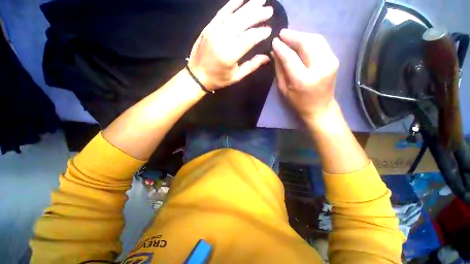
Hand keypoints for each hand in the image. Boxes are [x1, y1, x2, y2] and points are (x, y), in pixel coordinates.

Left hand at [187, 0, 272, 90]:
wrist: (196, 75)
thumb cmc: (218, 79)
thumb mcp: (236, 76)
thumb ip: (252, 65)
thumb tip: (267, 57)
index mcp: (230, 54)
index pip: (250, 38)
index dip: (261, 33)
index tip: (269, 30)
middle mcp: (222, 38)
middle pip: (244, 21)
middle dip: (258, 14)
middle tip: (270, 11)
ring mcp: (214, 30)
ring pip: (235, 14)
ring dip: (249, 5)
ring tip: (261, 0)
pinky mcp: (209, 26)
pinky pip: (223, 11)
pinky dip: (233, 3)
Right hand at [272, 29, 339, 123]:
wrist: (320, 107)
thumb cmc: (298, 102)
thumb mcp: (284, 89)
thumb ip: (279, 69)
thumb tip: (275, 52)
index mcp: (303, 80)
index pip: (290, 57)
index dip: (281, 47)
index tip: (274, 41)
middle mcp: (319, 68)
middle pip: (306, 43)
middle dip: (293, 36)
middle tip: (282, 34)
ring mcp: (331, 62)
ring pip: (316, 39)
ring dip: (301, 35)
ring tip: (290, 36)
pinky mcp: (335, 59)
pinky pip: (321, 43)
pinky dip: (310, 39)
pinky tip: (301, 41)